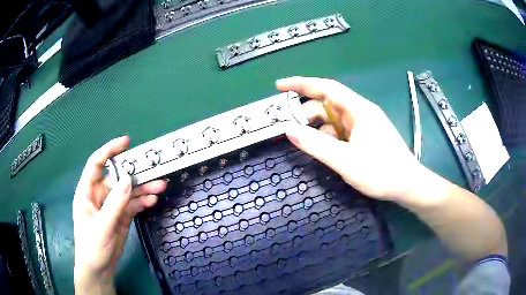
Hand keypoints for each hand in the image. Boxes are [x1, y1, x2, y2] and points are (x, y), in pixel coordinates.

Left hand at [73, 136, 166, 293]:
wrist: (99, 269)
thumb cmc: (92, 247)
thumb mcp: (102, 226)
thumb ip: (115, 204)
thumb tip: (128, 179)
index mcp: (87, 192)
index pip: (96, 164)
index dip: (109, 150)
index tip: (126, 142)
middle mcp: (99, 195)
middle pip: (117, 177)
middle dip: (134, 173)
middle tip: (152, 169)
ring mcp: (111, 206)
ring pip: (127, 191)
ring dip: (143, 188)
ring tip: (160, 185)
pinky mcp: (121, 217)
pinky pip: (132, 204)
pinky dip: (142, 201)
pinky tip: (152, 200)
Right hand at [277, 77, 421, 201]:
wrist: (408, 185)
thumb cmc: (381, 172)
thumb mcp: (345, 160)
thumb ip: (316, 144)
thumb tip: (288, 130)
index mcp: (359, 110)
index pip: (326, 88)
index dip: (302, 84)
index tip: (280, 86)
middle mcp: (361, 112)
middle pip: (328, 104)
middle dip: (307, 112)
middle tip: (289, 127)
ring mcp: (365, 125)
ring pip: (334, 119)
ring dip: (318, 126)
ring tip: (303, 140)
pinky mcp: (366, 137)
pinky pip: (342, 131)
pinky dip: (329, 136)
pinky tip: (323, 148)